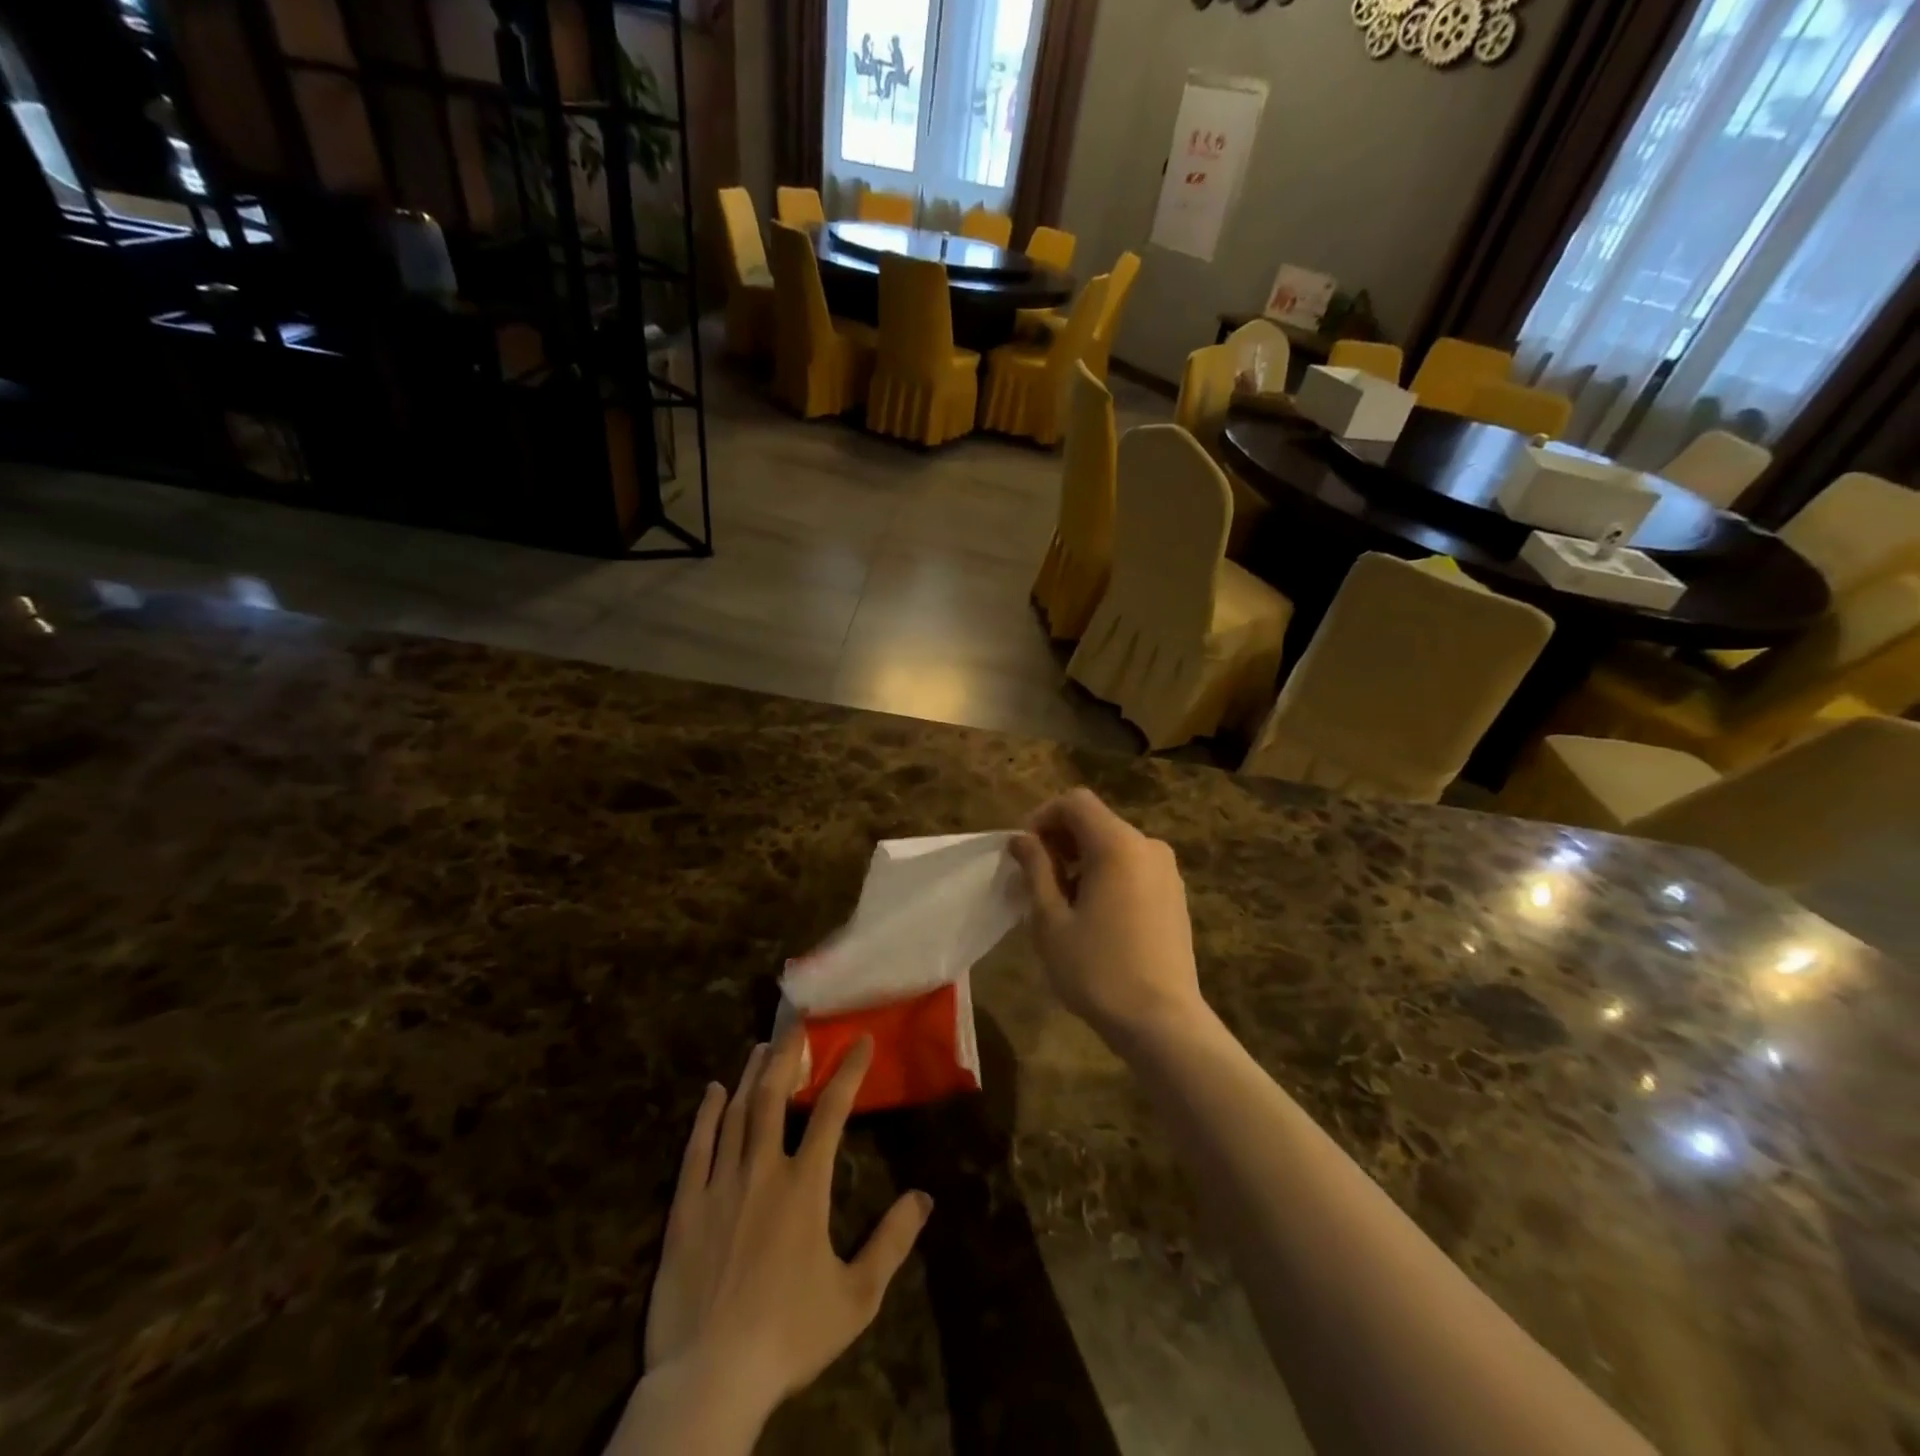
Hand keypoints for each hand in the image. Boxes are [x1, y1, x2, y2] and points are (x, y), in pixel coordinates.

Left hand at [638, 1033, 932, 1426]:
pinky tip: (712, 1092)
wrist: (710, 1381)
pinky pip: (696, 1148)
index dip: (848, 1072)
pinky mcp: (685, 1208)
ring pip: (736, 1114)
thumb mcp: (856, 1297)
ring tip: (760, 1047)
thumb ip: (892, 1242)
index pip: (831, 1113)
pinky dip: (705, 1115)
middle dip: (787, 1056)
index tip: (860, 1041)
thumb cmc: (789, 1336)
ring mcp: (720, 1186)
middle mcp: (762, 1171)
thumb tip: (925, 1197)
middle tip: (795, 1026)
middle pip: (774, 1097)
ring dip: (750, 1076)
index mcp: (804, 1187)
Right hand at [1009, 788, 1206, 1044]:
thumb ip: (1035, 869)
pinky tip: (1094, 915)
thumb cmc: (1098, 970)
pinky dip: (1106, 874)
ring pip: (1114, 845)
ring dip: (1082, 860)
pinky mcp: (1174, 895)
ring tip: (1061, 902)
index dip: (1043, 817)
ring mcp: (1167, 871)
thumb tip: (1021, 839)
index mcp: (1118, 845)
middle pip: (1096, 821)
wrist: (1162, 1022)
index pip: (1075, 802)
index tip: (1024, 852)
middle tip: (1036, 880)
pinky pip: (1133, 867)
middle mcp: (1148, 846)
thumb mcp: (1050, 920)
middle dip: (1060, 840)